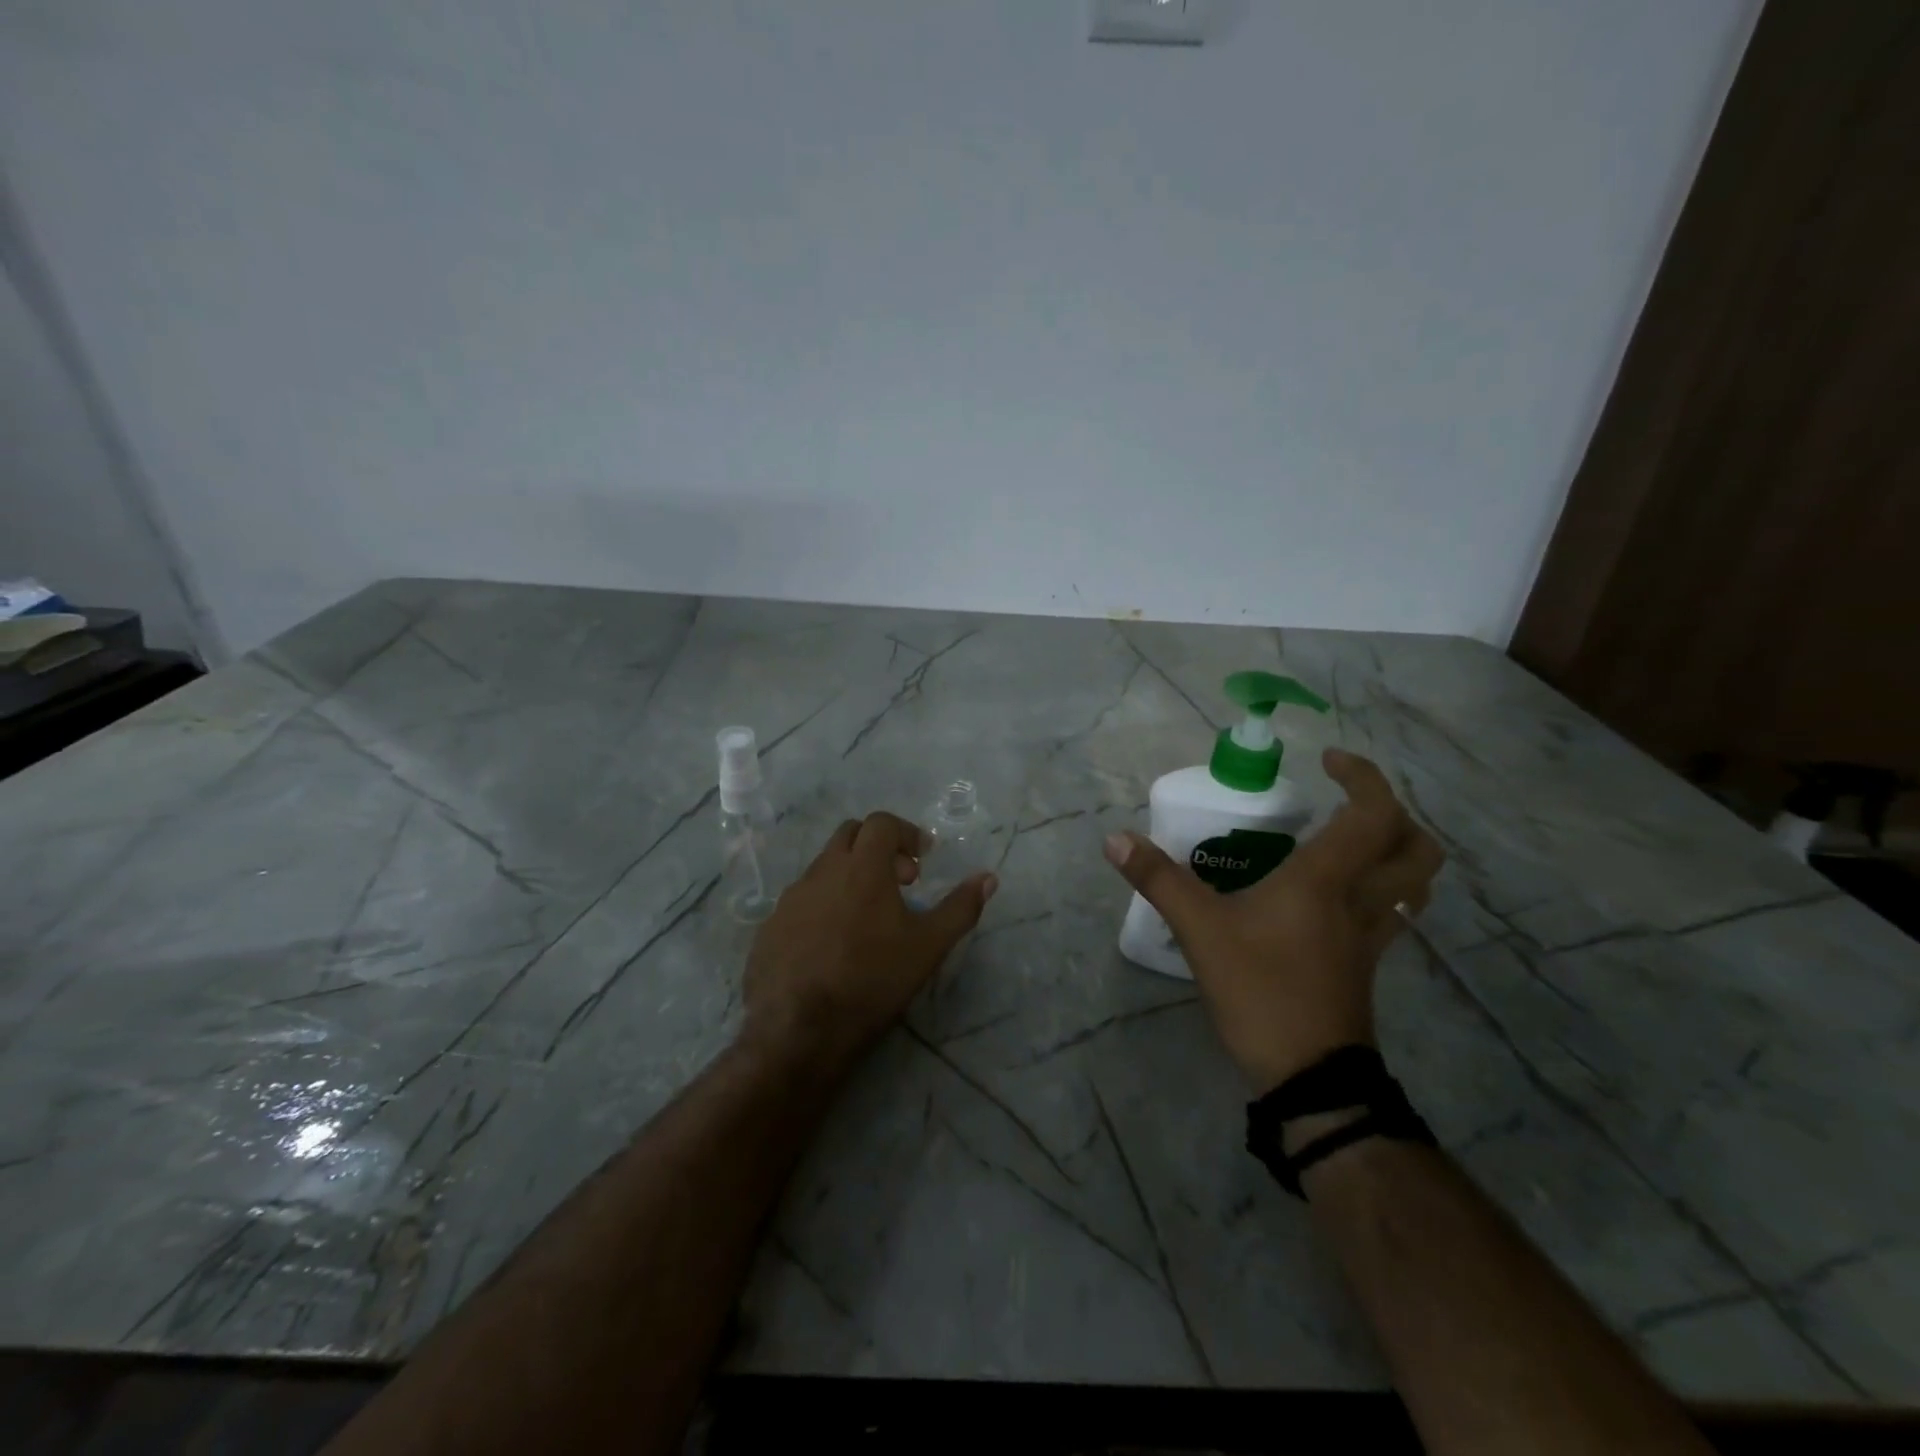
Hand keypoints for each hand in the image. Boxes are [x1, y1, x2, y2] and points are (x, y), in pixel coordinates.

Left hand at [743, 812, 996, 1074]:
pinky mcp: (770, 925)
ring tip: (868, 916)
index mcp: (862, 867)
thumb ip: (960, 908)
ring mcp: (791, 897)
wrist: (798, 1030)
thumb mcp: (928, 946)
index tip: (922, 859)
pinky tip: (833, 942)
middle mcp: (822, 871)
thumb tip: (988, 878)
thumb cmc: (871, 980)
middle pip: (850, 835)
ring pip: (824, 867)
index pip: (882, 823)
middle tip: (900, 881)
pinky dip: (824, 904)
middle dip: (878, 847)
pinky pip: (802, 899)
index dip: (906, 833)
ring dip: (850, 876)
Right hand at [1103, 749, 1442, 1094]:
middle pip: (1416, 847)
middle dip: (1394, 813)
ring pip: (1414, 882)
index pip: (1372, 813)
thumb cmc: (1261, 991)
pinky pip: (1394, 912)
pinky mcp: (1367, 964)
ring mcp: (1372, 935)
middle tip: (1348, 803)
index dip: (1362, 776)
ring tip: (1352, 842)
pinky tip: (1338, 897)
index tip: (1327, 761)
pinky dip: (1381, 889)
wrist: (1310, 1078)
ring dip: (1397, 851)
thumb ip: (1159, 880)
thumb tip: (1116, 839)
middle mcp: (1362, 900)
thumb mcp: (1200, 931)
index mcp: (1327, 880)